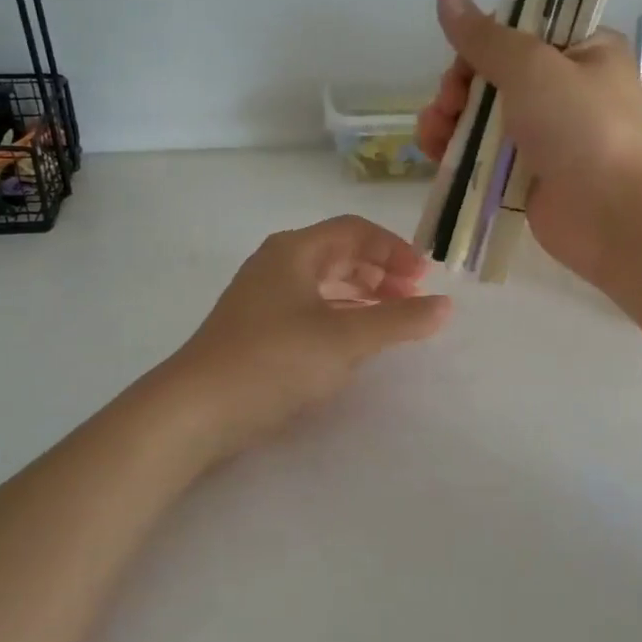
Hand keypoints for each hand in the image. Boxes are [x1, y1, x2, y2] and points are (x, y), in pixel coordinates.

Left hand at [165, 215, 451, 460]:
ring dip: (361, 295)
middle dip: (380, 272)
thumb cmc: (274, 360)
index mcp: (295, 251)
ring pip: (323, 283)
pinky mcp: (256, 330)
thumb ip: (399, 320)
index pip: (355, 231)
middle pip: (339, 254)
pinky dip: (339, 316)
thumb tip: (446, 306)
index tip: (425, 280)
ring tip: (390, 319)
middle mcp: (277, 265)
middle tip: (411, 299)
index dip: (395, 250)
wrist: (196, 410)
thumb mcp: (346, 339)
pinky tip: (353, 342)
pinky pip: (309, 309)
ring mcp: (262, 298)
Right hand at [417, 0, 641, 281]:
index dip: (484, 42)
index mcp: (583, 51)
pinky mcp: (527, 175)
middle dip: (460, 86)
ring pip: (483, 117)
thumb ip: (485, 37)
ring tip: (432, 133)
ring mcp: (546, 136)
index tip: (463, 61)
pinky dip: (458, 152)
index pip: (522, 31)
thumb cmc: (581, 128)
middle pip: (495, 75)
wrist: (611, 214)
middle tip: (447, 103)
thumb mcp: (532, 67)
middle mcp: (565, 90)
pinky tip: (435, 154)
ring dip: (450, 119)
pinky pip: (484, 156)